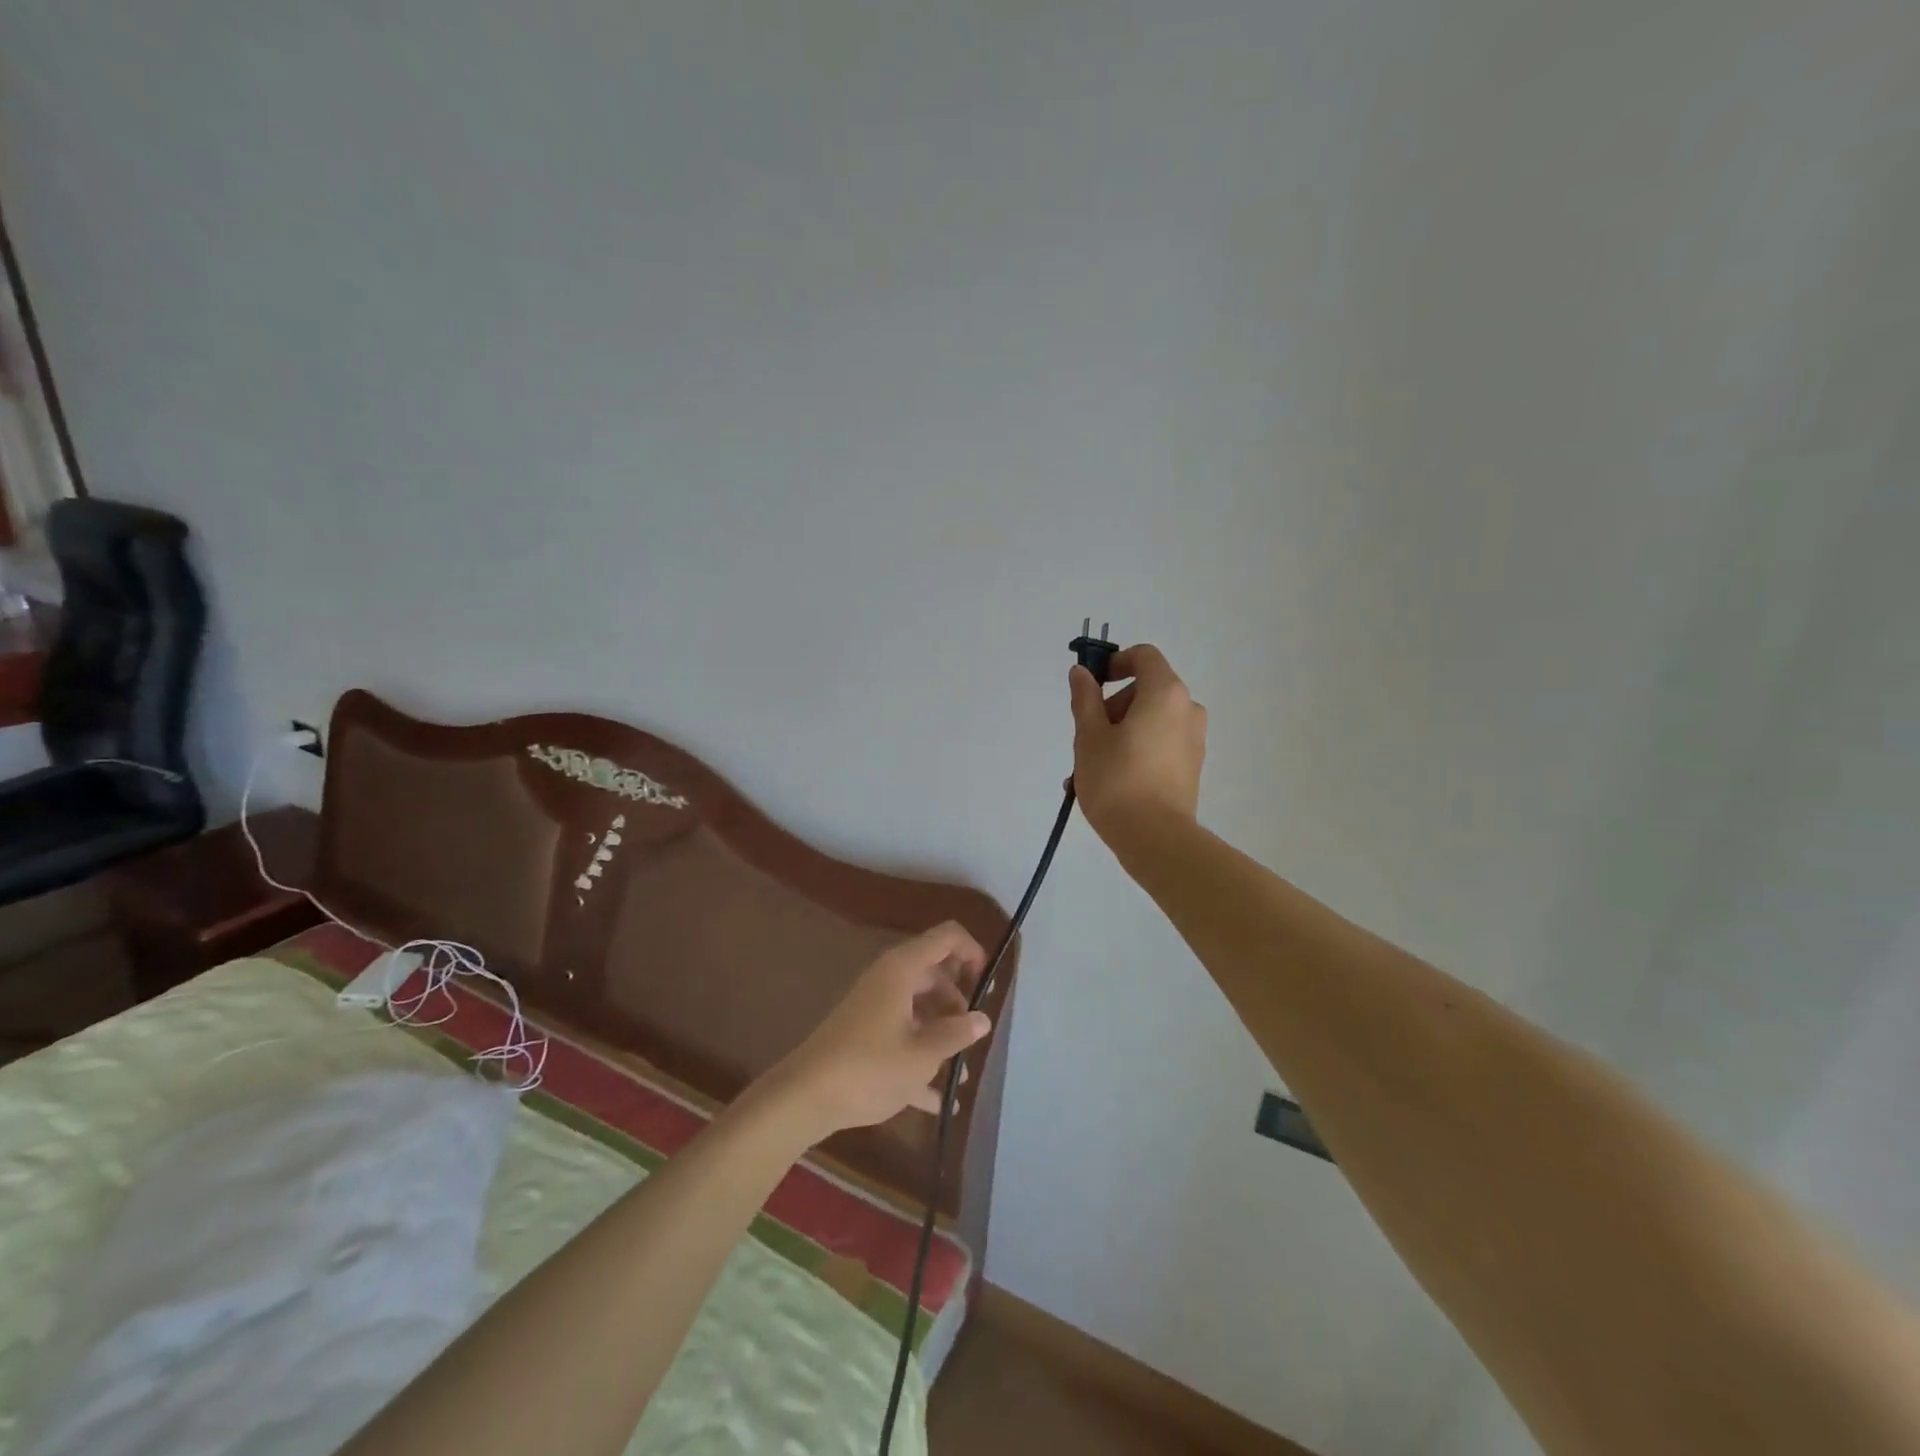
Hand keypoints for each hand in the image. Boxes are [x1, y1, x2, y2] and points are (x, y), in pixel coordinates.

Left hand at [770, 922, 991, 1141]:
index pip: (947, 936)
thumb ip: (956, 1034)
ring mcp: (874, 1005)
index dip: (972, 951)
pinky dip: (919, 1056)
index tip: (986, 985)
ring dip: (941, 1031)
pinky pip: (901, 1034)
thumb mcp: (922, 1055)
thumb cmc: (869, 1067)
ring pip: (919, 1005)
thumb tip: (982, 1018)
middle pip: (934, 973)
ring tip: (959, 1071)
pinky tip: (937, 1099)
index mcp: (903, 969)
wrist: (804, 1097)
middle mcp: (889, 978)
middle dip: (958, 1001)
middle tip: (972, 1036)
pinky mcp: (863, 1032)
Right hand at [1068, 644, 1207, 848]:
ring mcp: (1193, 740)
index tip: (1092, 686)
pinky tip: (1108, 784)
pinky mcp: (1191, 766)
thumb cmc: (1117, 780)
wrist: (1156, 839)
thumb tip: (1081, 673)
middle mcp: (1187, 709)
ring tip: (1087, 771)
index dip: (1115, 662)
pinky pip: (1158, 745)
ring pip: (1149, 721)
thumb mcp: (1089, 736)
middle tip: (1085, 739)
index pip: (1144, 656)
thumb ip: (1085, 698)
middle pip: (1144, 691)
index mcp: (1165, 693)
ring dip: (1117, 735)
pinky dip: (1134, 752)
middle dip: (1111, 708)